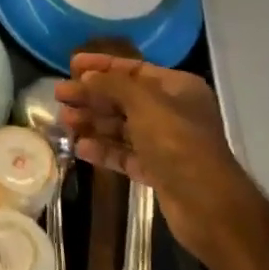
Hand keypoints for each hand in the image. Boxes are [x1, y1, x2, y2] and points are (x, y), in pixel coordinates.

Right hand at [54, 54, 265, 263]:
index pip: (134, 69)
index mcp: (177, 88)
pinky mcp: (157, 171)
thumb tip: (87, 77)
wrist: (208, 205)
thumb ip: (112, 85)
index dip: (102, 65)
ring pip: (121, 127)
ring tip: (64, 122)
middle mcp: (172, 112)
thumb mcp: (144, 103)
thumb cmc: (178, 143)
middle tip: (59, 96)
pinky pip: (124, 154)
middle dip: (91, 96)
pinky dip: (103, 150)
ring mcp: (165, 143)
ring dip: (92, 122)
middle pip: (123, 98)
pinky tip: (80, 147)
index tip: (71, 64)